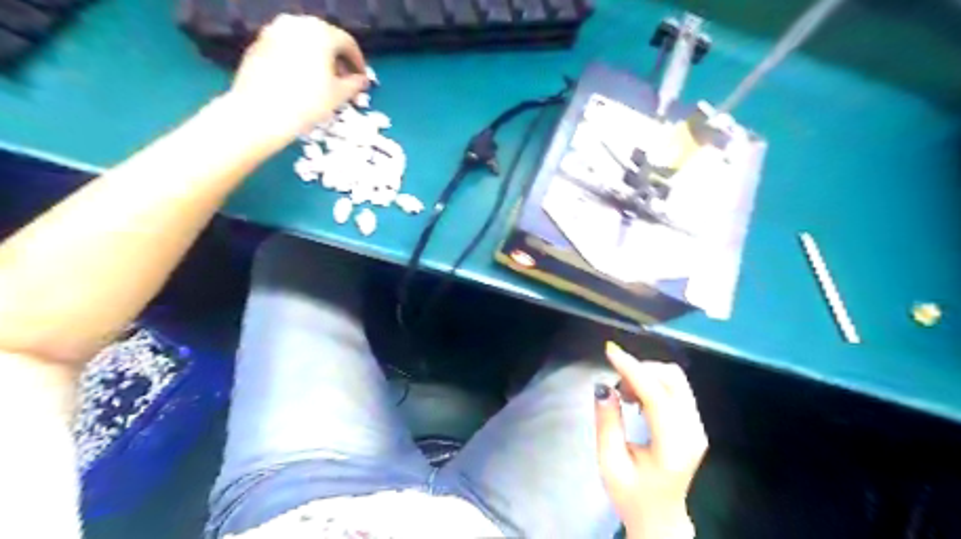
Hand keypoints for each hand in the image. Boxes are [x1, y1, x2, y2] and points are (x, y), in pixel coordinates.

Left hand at [227, 12, 368, 146]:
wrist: (261, 113)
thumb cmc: (308, 103)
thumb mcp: (339, 96)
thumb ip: (354, 84)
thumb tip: (361, 80)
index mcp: (320, 32)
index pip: (347, 43)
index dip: (359, 62)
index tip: (363, 79)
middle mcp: (296, 24)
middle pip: (324, 39)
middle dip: (337, 60)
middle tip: (344, 81)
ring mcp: (273, 32)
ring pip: (304, 43)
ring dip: (318, 60)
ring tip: (323, 84)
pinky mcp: (258, 45)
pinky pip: (287, 49)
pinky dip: (299, 62)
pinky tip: (301, 83)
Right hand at [595, 342, 704, 536]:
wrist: (660, 518)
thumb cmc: (631, 495)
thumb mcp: (610, 462)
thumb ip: (607, 423)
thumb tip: (603, 387)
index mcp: (673, 447)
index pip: (657, 396)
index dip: (632, 369)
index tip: (610, 351)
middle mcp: (692, 432)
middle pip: (673, 379)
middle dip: (640, 370)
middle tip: (616, 385)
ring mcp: (697, 427)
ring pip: (676, 380)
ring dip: (647, 375)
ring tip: (625, 393)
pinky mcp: (694, 424)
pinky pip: (676, 388)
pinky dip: (653, 383)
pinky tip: (637, 398)